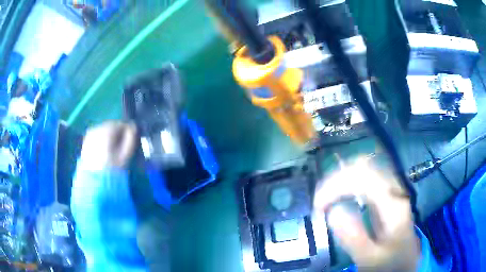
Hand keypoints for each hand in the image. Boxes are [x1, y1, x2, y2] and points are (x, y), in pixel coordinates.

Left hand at [80, 121, 136, 170]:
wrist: (94, 182)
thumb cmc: (112, 168)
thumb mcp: (126, 155)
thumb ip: (130, 139)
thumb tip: (133, 127)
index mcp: (108, 129)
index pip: (121, 124)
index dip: (128, 132)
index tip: (131, 141)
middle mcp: (97, 128)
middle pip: (111, 126)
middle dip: (117, 133)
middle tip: (122, 146)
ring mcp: (90, 134)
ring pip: (104, 130)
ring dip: (109, 136)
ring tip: (113, 150)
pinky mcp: (86, 141)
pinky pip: (97, 136)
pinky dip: (102, 140)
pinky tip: (104, 151)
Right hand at [314, 160, 419, 271]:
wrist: (405, 261)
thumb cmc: (390, 261)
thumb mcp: (372, 257)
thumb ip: (355, 238)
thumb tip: (332, 211)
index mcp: (393, 202)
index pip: (364, 177)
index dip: (337, 185)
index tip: (318, 205)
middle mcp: (393, 189)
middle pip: (364, 166)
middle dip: (336, 178)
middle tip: (319, 200)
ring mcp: (390, 190)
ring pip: (365, 168)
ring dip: (341, 179)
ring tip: (325, 198)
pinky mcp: (386, 195)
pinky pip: (365, 178)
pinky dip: (348, 183)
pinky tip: (340, 195)